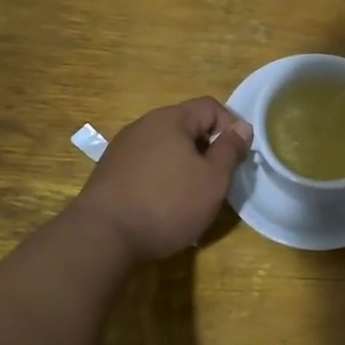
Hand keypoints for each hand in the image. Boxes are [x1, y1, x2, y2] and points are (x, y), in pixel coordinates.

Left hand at [71, 98, 253, 262]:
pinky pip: (147, 166)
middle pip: (186, 127)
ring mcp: (122, 149)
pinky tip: (164, 206)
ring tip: (192, 197)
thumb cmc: (167, 203)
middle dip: (207, 149)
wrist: (103, 237)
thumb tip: (242, 128)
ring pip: (166, 148)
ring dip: (185, 166)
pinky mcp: (110, 173)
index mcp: (170, 119)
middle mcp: (143, 126)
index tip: (240, 157)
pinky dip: (162, 179)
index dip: (231, 127)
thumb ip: (230, 150)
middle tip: (219, 180)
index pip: (210, 107)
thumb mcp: (213, 179)